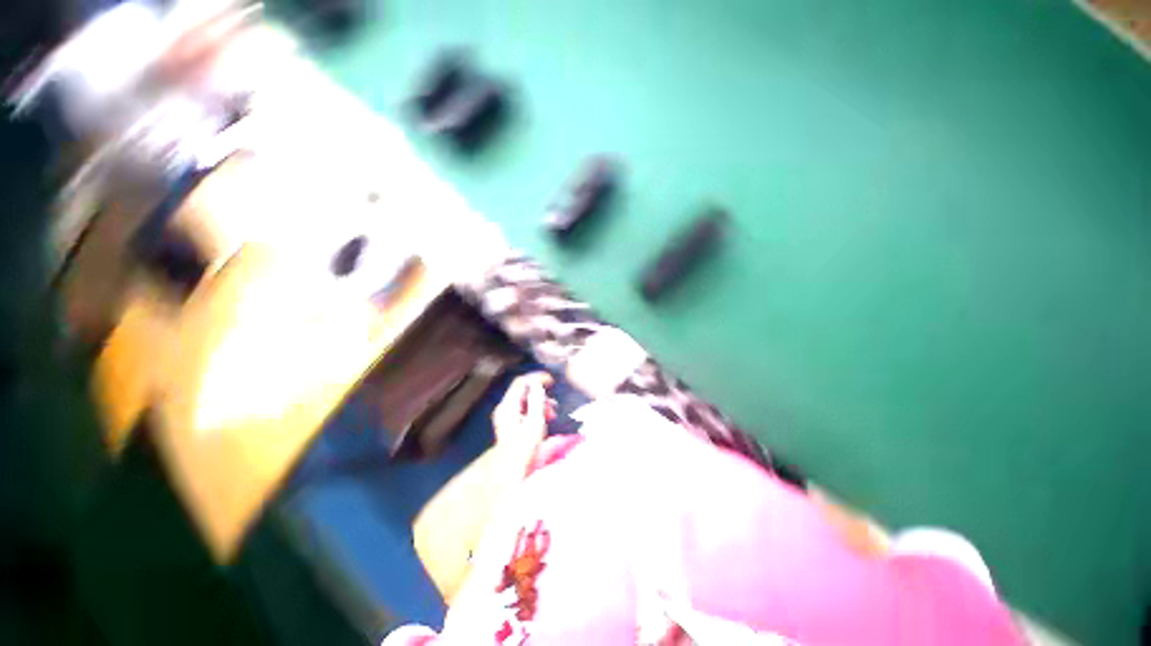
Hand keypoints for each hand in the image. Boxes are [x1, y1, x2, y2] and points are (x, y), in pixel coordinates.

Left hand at [491, 372, 555, 447]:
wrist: (509, 468)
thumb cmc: (524, 446)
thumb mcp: (535, 421)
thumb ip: (536, 400)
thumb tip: (538, 384)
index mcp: (508, 405)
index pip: (521, 382)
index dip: (537, 378)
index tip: (551, 381)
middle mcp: (504, 407)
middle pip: (523, 390)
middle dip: (541, 393)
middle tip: (553, 404)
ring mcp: (504, 415)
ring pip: (524, 400)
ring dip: (540, 403)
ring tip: (551, 414)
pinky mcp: (508, 422)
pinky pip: (523, 408)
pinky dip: (534, 410)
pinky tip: (543, 419)